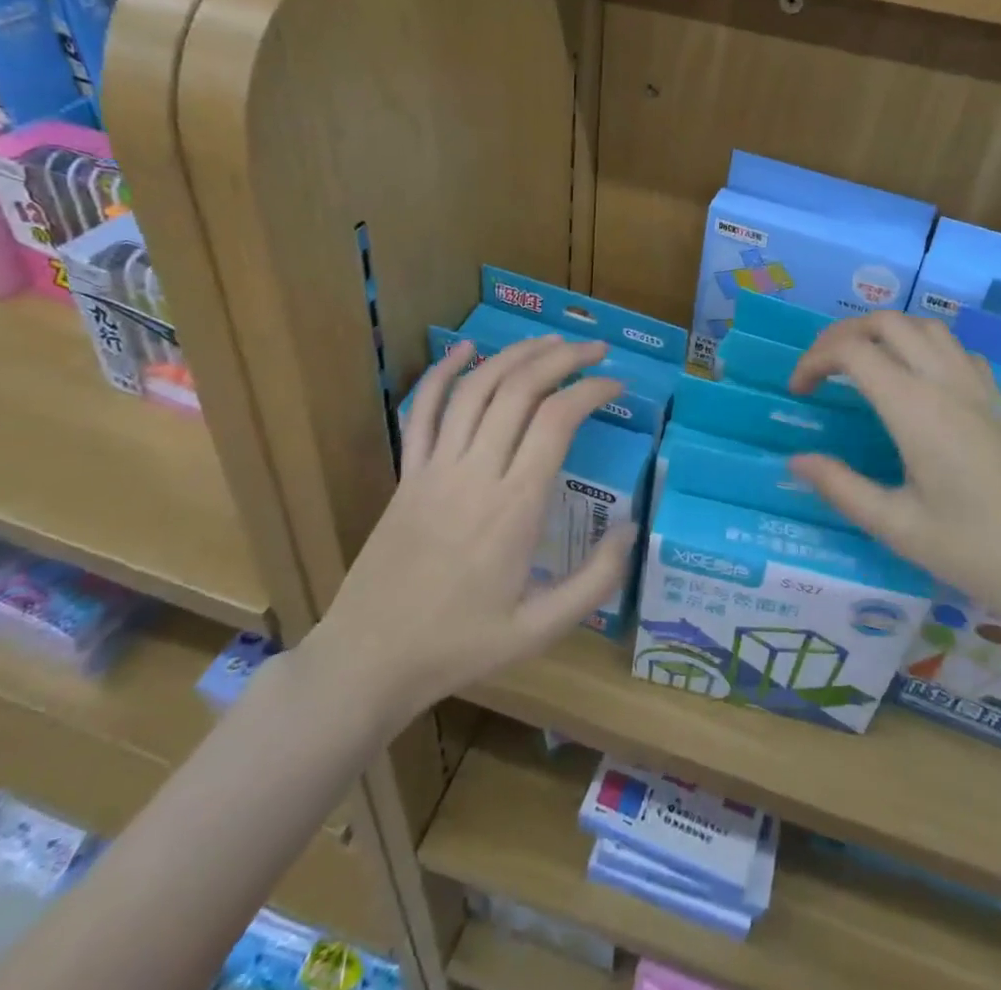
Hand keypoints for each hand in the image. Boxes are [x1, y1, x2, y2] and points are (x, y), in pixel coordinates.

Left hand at [305, 335, 636, 724]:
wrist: (369, 660)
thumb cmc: (459, 646)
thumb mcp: (540, 630)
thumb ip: (595, 581)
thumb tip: (631, 529)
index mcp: (515, 507)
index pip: (557, 421)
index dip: (591, 390)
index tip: (616, 384)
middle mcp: (475, 473)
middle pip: (520, 390)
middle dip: (562, 358)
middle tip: (593, 349)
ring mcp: (434, 468)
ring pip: (475, 389)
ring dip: (514, 355)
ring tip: (548, 340)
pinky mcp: (406, 473)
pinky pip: (422, 411)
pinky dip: (442, 372)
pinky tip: (466, 349)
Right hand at [787, 313, 1000, 643]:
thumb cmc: (983, 553)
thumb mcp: (900, 528)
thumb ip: (842, 488)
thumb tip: (796, 461)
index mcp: (915, 408)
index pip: (853, 351)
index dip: (814, 360)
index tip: (798, 392)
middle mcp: (946, 382)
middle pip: (888, 322)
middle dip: (844, 334)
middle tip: (821, 370)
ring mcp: (980, 388)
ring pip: (926, 327)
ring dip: (885, 332)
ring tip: (861, 367)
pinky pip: (956, 349)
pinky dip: (923, 346)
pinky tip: (917, 384)